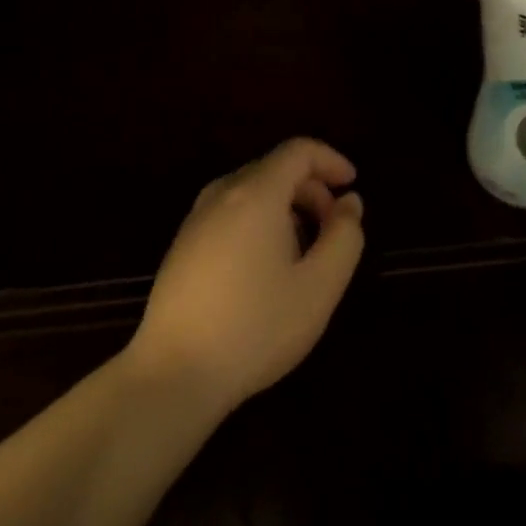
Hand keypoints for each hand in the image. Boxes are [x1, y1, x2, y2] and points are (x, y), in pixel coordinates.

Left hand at [125, 138, 365, 420]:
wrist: (173, 375)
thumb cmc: (255, 327)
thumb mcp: (319, 286)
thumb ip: (344, 237)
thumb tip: (349, 202)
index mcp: (256, 193)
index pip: (298, 150)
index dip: (330, 160)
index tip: (351, 185)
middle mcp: (222, 194)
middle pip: (274, 168)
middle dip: (311, 188)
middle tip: (333, 227)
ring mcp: (196, 219)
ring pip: (251, 191)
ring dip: (285, 206)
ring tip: (303, 250)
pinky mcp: (182, 246)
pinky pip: (230, 212)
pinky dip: (259, 220)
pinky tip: (265, 267)